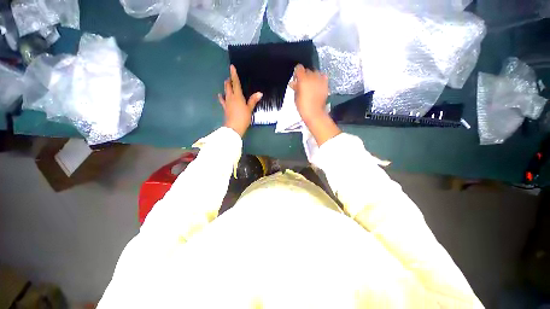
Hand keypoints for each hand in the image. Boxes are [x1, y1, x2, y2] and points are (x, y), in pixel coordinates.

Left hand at [218, 65, 262, 136]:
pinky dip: (222, 97)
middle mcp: (231, 97)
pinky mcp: (225, 108)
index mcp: (238, 96)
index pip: (235, 83)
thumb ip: (253, 100)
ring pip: (225, 92)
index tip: (231, 67)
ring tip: (227, 84)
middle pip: (228, 86)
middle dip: (229, 81)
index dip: (234, 75)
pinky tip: (221, 95)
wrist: (234, 128)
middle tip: (231, 78)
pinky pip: (222, 100)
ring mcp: (227, 103)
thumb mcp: (249, 109)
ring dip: (226, 87)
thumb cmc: (243, 117)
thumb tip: (260, 93)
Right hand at [290, 64, 339, 145]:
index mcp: (303, 79)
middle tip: (302, 85)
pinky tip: (317, 86)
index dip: (297, 73)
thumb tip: (294, 83)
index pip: (299, 68)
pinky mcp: (326, 84)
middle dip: (304, 76)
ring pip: (316, 73)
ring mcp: (320, 80)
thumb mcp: (296, 97)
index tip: (296, 80)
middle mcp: (312, 77)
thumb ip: (295, 87)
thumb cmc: (303, 106)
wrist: (314, 113)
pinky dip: (320, 79)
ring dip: (312, 77)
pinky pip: (323, 77)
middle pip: (307, 70)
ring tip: (310, 86)